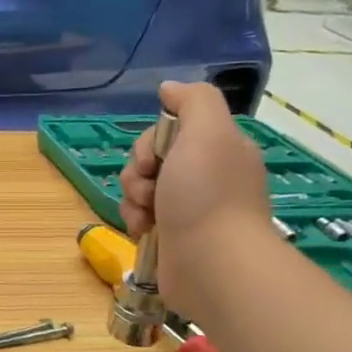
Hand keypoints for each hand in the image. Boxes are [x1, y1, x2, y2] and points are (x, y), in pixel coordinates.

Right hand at [118, 81, 271, 311]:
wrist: (212, 264)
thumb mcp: (207, 132)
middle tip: (150, 189)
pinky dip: (134, 221)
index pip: (169, 131)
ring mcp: (188, 209)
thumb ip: (193, 101)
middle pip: (150, 159)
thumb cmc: (207, 195)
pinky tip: (143, 231)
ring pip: (139, 188)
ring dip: (132, 198)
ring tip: (146, 216)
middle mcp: (205, 176)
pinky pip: (138, 216)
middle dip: (137, 172)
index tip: (155, 158)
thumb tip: (169, 88)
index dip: (152, 142)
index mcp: (218, 149)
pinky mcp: (172, 236)